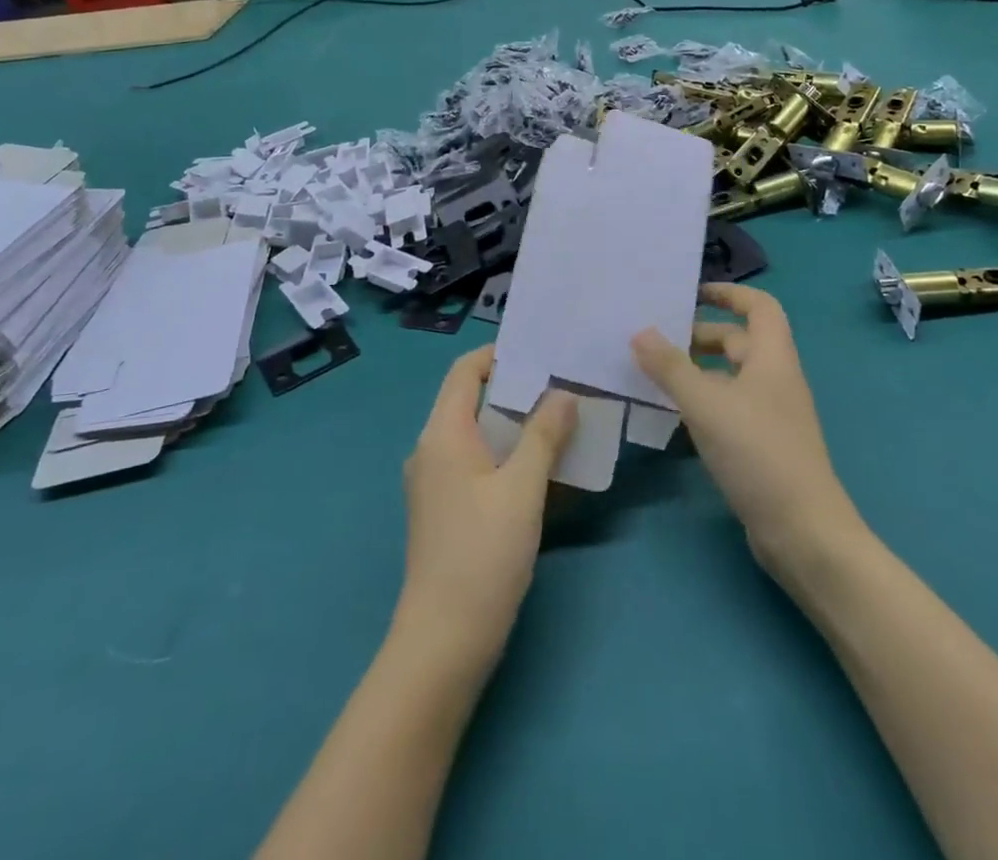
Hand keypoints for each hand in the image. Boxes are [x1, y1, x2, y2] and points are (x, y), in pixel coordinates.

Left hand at [395, 346, 577, 674]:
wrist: (444, 643)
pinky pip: (479, 466)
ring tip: (562, 421)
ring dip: (517, 426)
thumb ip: (544, 435)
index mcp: (442, 434)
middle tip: (562, 385)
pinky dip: (508, 458)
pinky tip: (545, 470)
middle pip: (472, 401)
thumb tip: (564, 393)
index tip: (541, 353)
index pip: (465, 371)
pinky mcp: (446, 511)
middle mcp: (432, 450)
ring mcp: (436, 483)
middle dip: (517, 390)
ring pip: (479, 436)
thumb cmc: (482, 555)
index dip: (498, 355)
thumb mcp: (522, 489)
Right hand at [631, 284, 858, 582]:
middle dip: (699, 336)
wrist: (803, 532)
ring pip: (730, 378)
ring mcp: (771, 415)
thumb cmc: (758, 453)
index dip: (729, 293)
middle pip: (739, 342)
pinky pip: (728, 409)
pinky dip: (702, 403)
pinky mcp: (762, 446)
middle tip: (656, 340)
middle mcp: (775, 379)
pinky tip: (672, 416)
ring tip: (654, 374)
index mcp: (772, 358)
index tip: (691, 294)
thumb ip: (670, 367)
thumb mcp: (706, 404)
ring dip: (696, 371)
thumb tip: (640, 332)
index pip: (759, 306)